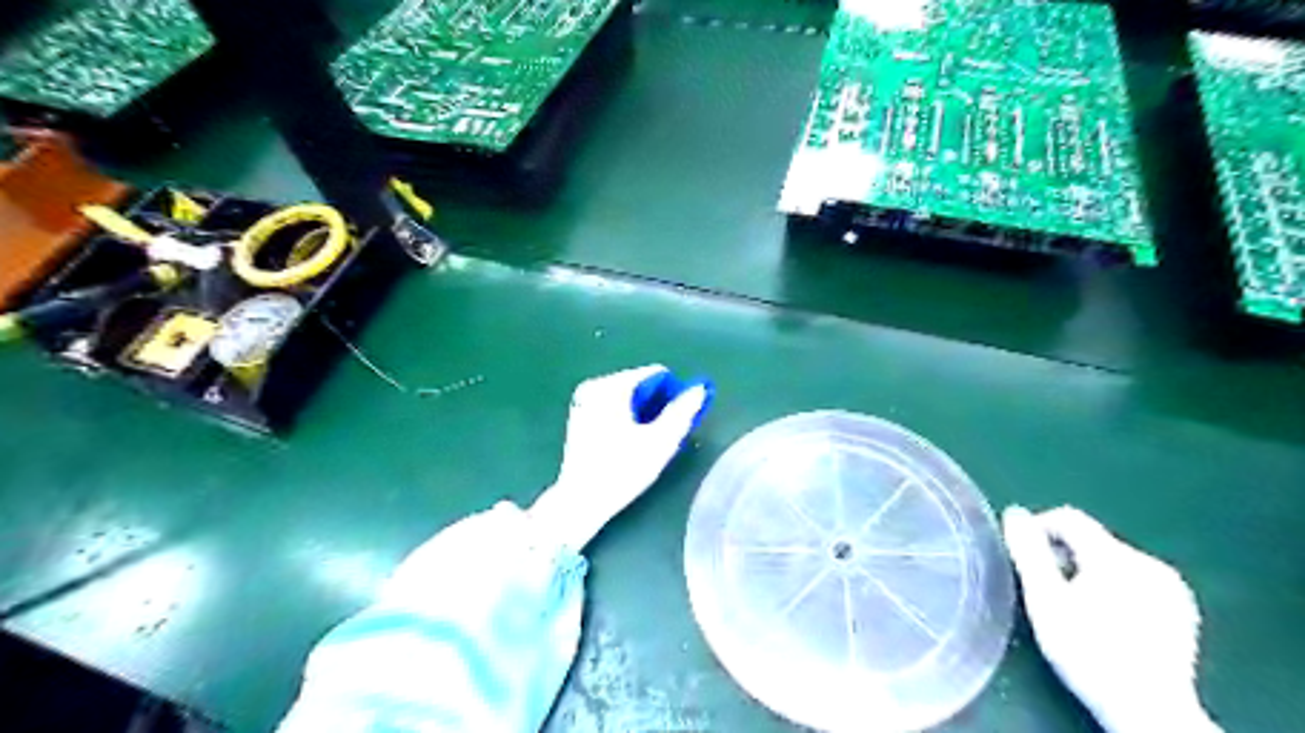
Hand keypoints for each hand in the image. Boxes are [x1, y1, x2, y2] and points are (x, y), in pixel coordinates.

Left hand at [530, 363, 713, 553]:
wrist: (581, 501)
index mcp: (612, 386)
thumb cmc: (622, 471)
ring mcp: (584, 400)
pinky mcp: (579, 415)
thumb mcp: (660, 442)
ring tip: (644, 442)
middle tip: (660, 435)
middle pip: (641, 384)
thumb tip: (700, 388)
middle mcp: (595, 385)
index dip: (673, 395)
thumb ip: (683, 411)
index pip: (656, 374)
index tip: (676, 422)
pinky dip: (626, 417)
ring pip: (628, 396)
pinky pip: (613, 405)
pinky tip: (627, 443)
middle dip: (656, 405)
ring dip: (642, 413)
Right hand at [1002, 503, 1219, 732]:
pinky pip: (1136, 582)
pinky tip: (1106, 622)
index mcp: (1115, 556)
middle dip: (1063, 556)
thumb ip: (1028, 552)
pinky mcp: (1182, 611)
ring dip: (1087, 573)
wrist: (1149, 711)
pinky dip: (1114, 590)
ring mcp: (1171, 588)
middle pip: (1091, 540)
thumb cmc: (1087, 652)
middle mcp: (1148, 563)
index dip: (1039, 529)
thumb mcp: (1045, 599)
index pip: (1069, 518)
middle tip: (1046, 589)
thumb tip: (1015, 514)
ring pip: (1113, 562)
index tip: (1024, 557)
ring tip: (1073, 608)